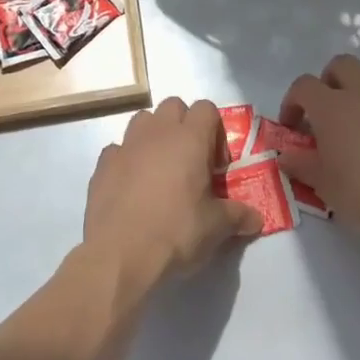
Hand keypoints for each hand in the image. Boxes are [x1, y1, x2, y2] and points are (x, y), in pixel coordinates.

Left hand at [82, 98, 262, 287]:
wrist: (120, 254)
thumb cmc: (176, 232)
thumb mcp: (216, 228)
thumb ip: (238, 216)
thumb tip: (257, 218)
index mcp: (189, 139)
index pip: (206, 109)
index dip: (215, 131)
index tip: (216, 166)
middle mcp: (157, 132)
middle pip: (174, 106)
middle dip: (184, 126)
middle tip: (190, 162)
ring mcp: (126, 144)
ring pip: (143, 120)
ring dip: (154, 136)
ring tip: (160, 171)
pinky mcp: (102, 163)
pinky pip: (118, 149)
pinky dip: (127, 159)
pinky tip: (132, 186)